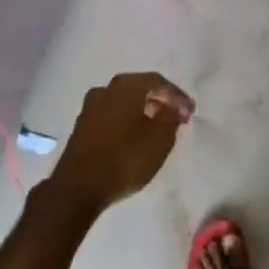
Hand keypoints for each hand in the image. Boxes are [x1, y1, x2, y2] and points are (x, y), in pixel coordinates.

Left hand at [45, 73, 194, 218]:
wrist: (78, 187)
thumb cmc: (124, 158)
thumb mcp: (159, 141)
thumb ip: (170, 120)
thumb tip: (172, 110)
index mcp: (125, 86)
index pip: (158, 82)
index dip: (177, 96)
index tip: (191, 111)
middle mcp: (106, 89)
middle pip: (139, 89)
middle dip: (160, 101)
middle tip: (176, 116)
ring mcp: (90, 107)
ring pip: (124, 102)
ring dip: (143, 111)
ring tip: (158, 127)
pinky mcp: (82, 126)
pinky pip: (112, 116)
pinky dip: (127, 121)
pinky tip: (135, 137)